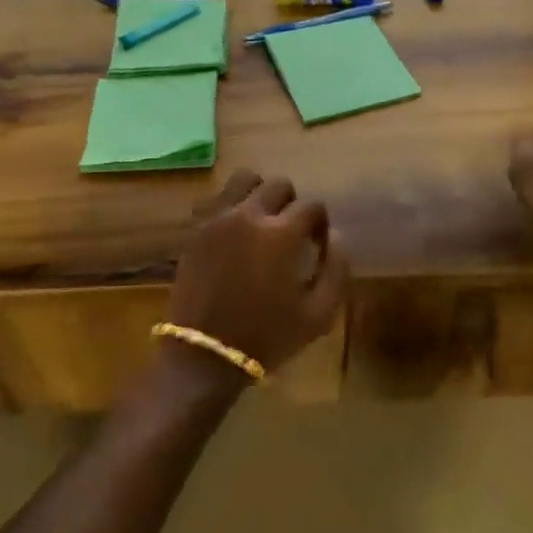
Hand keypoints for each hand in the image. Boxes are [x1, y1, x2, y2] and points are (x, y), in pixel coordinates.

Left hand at [163, 171, 349, 385]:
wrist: (206, 353)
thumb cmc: (267, 336)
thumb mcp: (318, 315)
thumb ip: (336, 270)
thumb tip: (336, 235)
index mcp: (282, 233)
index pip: (311, 205)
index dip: (319, 222)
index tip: (317, 242)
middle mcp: (250, 214)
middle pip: (279, 185)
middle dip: (291, 203)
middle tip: (290, 231)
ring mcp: (218, 217)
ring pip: (244, 179)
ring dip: (259, 193)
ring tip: (261, 221)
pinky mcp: (196, 227)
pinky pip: (217, 197)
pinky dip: (230, 204)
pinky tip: (235, 229)